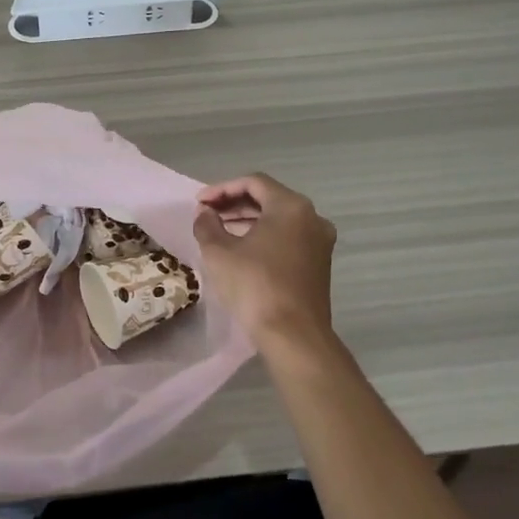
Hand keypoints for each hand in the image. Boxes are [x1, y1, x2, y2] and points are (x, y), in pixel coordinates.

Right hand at [192, 173, 336, 347]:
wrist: (293, 336)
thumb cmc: (255, 286)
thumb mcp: (219, 252)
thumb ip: (207, 225)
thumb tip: (205, 213)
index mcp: (291, 206)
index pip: (253, 182)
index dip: (221, 189)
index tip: (199, 203)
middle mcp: (312, 218)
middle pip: (268, 198)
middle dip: (234, 204)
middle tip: (207, 214)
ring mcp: (319, 242)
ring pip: (279, 219)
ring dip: (248, 220)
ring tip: (218, 230)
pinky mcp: (319, 263)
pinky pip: (288, 237)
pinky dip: (264, 236)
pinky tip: (241, 249)